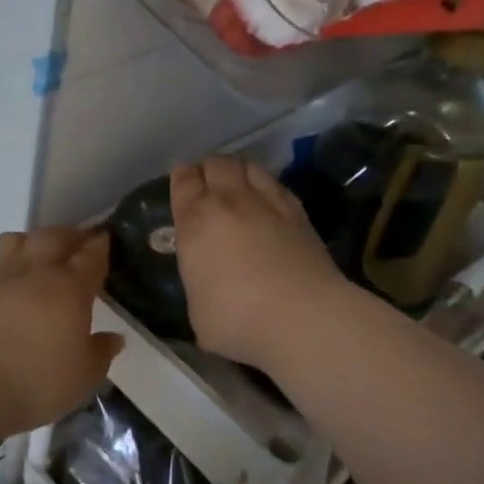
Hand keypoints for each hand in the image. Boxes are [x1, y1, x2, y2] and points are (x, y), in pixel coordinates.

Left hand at [0, 228, 123, 436]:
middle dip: (69, 235)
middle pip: (52, 237)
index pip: (91, 255)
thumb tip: (114, 338)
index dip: (101, 245)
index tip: (106, 240)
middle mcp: (33, 272)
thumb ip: (101, 352)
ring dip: (27, 242)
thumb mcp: (84, 376)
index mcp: (69, 287)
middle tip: (77, 242)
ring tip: (34, 255)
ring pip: (12, 241)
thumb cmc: (37, 381)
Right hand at [170, 156, 345, 370]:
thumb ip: (198, 282)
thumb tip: (207, 282)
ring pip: (249, 167)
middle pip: (217, 164)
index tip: (181, 180)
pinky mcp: (299, 214)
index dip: (181, 177)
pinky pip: (277, 185)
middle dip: (208, 169)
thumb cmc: (236, 318)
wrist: (302, 317)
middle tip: (206, 182)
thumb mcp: (197, 309)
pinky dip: (266, 185)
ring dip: (238, 170)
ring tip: (236, 183)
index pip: (184, 182)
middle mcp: (229, 202)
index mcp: (196, 221)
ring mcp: (268, 204)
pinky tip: (267, 199)